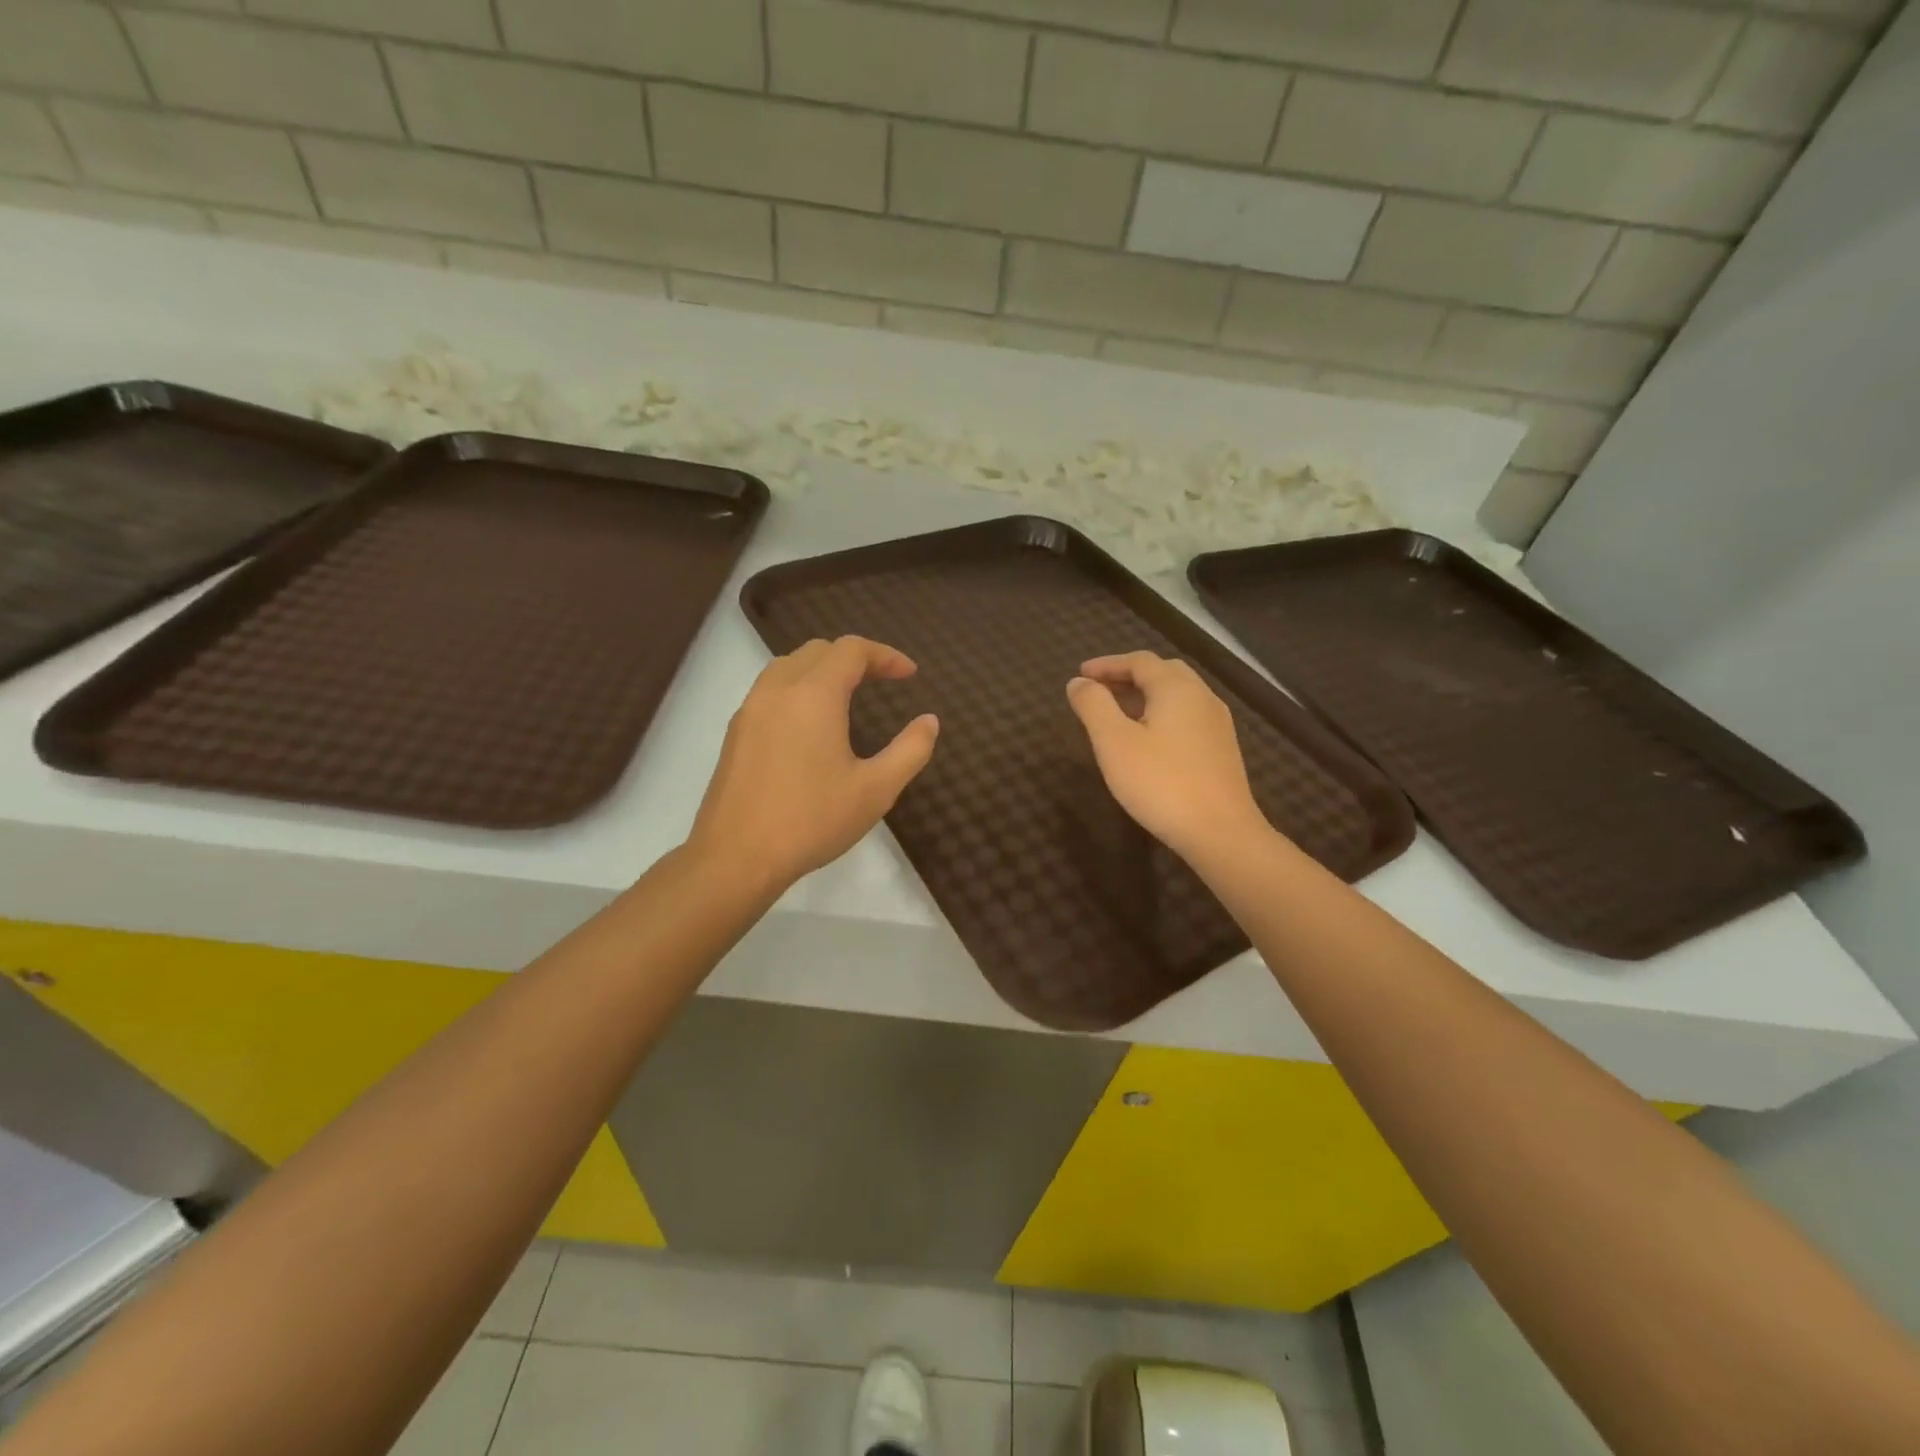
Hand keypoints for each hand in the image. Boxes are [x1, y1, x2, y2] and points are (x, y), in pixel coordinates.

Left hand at [689, 636, 938, 893]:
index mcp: (814, 695)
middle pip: (818, 651)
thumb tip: (929, 721)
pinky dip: (798, 688)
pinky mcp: (736, 733)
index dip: (885, 655)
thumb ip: (910, 750)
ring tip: (848, 695)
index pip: (851, 650)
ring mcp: (750, 710)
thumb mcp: (876, 790)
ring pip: (788, 666)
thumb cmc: (812, 821)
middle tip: (883, 681)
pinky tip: (811, 724)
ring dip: (822, 669)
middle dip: (855, 658)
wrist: (736, 857)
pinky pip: (770, 690)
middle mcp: (777, 690)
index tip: (910, 674)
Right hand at [1066, 651, 1267, 861]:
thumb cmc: (1161, 783)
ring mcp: (1217, 724)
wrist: (1220, 832)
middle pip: (1163, 672)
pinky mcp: (1222, 749)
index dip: (1107, 664)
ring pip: (1178, 695)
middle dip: (1128, 676)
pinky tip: (1148, 740)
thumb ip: (1093, 706)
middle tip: (1099, 690)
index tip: (1081, 674)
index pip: (1139, 661)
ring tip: (1118, 714)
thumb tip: (1078, 681)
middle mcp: (1202, 697)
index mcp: (1176, 688)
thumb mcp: (1114, 742)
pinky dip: (1161, 714)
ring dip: (1145, 696)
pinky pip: (1187, 716)